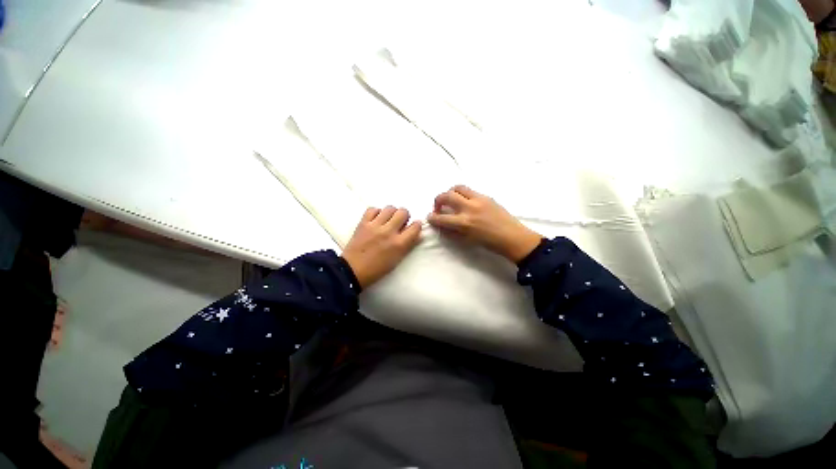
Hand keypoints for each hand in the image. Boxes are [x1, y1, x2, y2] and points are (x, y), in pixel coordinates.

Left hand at [342, 206, 422, 288]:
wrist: (353, 270)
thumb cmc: (377, 269)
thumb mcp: (397, 260)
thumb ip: (409, 245)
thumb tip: (418, 234)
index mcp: (399, 244)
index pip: (415, 226)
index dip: (416, 225)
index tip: (413, 227)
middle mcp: (389, 232)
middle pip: (403, 212)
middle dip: (405, 216)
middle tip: (400, 223)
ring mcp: (375, 226)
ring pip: (389, 208)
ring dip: (391, 213)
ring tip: (388, 220)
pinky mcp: (363, 223)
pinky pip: (373, 209)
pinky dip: (376, 212)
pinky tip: (376, 219)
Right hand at [427, 185, 542, 262]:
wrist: (512, 237)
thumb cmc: (489, 243)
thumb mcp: (467, 240)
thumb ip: (452, 231)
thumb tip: (441, 225)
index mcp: (464, 222)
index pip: (441, 217)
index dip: (432, 217)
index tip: (430, 217)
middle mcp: (469, 208)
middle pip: (447, 196)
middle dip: (438, 200)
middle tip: (438, 207)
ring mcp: (479, 199)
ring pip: (458, 187)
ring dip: (450, 192)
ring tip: (450, 200)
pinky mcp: (486, 196)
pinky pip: (470, 190)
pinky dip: (462, 194)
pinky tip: (465, 202)